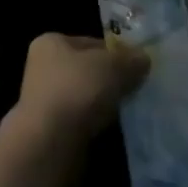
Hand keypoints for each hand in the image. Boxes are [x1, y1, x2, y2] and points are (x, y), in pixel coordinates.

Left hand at [13, 32, 150, 147]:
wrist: (49, 144)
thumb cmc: (76, 90)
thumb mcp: (111, 67)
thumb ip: (129, 60)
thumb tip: (143, 58)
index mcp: (51, 42)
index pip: (91, 42)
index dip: (117, 52)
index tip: (139, 66)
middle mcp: (44, 67)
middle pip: (89, 69)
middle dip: (113, 79)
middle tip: (140, 88)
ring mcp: (46, 99)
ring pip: (87, 96)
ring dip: (107, 103)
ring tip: (132, 109)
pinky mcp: (52, 128)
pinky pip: (83, 119)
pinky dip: (98, 122)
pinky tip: (117, 128)